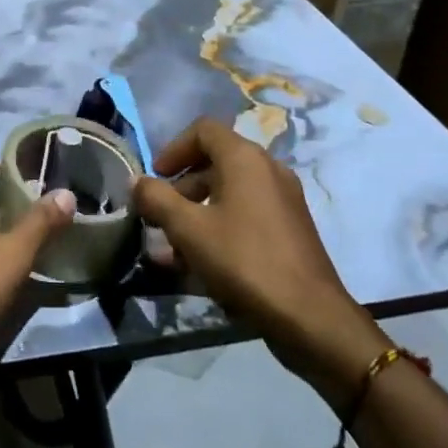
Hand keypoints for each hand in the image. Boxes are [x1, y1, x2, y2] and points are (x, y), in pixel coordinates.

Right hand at [132, 118, 389, 405]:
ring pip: (229, 193)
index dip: (173, 148)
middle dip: (181, 187)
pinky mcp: (289, 230)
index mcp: (245, 159)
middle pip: (215, 162)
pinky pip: (245, 215)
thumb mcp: (188, 229)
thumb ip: (157, 199)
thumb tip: (137, 181)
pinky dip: (219, 227)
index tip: (156, 177)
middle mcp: (268, 170)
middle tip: (159, 216)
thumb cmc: (243, 261)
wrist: (310, 317)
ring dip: (196, 212)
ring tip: (172, 247)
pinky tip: (198, 264)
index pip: (203, 130)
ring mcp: (283, 201)